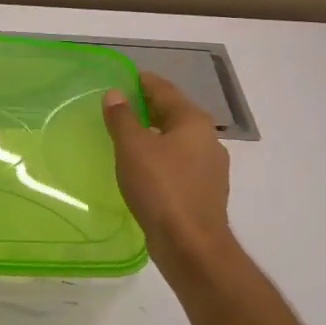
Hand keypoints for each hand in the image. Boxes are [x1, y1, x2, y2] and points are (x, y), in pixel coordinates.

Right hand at [103, 72, 236, 290]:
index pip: (164, 89)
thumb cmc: (161, 188)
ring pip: (176, 140)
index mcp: (193, 121)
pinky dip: (159, 157)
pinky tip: (141, 169)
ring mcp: (210, 167)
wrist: (191, 245)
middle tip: (116, 108)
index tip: (120, 79)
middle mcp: (208, 138)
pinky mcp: (204, 191)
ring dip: (152, 135)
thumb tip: (115, 94)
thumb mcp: (132, 148)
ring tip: (124, 138)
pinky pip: (178, 163)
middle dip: (146, 108)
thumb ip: (122, 118)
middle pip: (173, 113)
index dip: (141, 81)